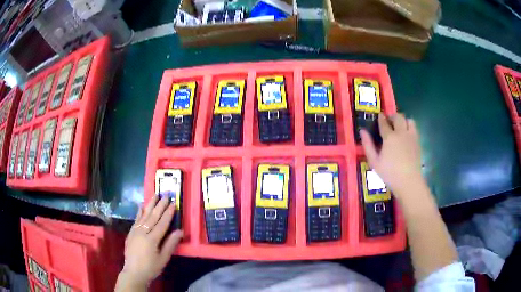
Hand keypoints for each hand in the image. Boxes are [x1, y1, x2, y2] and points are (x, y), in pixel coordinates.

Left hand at [118, 196, 182, 288]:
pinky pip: (136, 219)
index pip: (162, 223)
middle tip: (166, 194)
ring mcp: (135, 231)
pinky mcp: (130, 232)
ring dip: (150, 204)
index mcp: (152, 239)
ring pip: (144, 215)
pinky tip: (141, 205)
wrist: (134, 272)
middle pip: (153, 216)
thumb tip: (180, 231)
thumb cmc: (151, 267)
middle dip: (160, 205)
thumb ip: (170, 244)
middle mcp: (142, 232)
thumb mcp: (163, 258)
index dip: (168, 213)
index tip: (173, 203)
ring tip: (155, 194)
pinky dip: (139, 211)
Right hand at [360, 114, 424, 198]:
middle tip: (389, 121)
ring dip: (403, 120)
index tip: (379, 116)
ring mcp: (411, 137)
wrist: (409, 182)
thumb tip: (362, 131)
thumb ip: (368, 145)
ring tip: (400, 127)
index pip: (384, 123)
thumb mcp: (374, 162)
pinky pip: (415, 129)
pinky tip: (406, 136)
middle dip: (392, 116)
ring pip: (409, 120)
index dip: (381, 118)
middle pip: (398, 117)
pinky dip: (410, 128)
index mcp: (389, 137)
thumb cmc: (389, 173)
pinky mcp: (418, 142)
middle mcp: (401, 133)